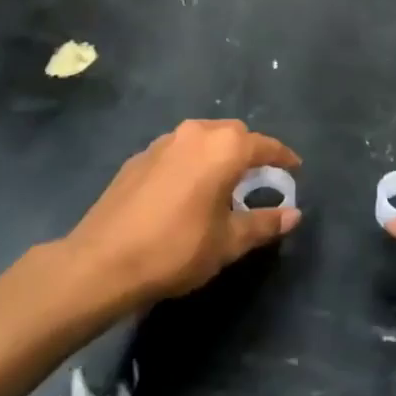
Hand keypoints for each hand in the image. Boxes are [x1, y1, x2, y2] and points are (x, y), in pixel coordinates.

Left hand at [66, 120, 301, 309]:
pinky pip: (178, 150)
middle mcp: (196, 133)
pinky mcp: (139, 157)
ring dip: (219, 154)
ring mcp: (163, 142)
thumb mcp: (228, 243)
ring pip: (203, 138)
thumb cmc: (175, 249)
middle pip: (233, 134)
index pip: (265, 145)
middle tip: (258, 179)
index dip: (283, 157)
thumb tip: (293, 214)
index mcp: (224, 148)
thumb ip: (263, 224)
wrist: (101, 262)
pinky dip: (192, 162)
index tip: (295, 169)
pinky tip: (187, 190)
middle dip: (250, 151)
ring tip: (223, 183)